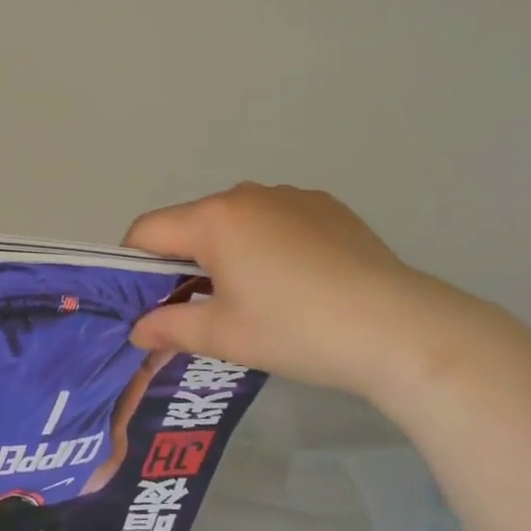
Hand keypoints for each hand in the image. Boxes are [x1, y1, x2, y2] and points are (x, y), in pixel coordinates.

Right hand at [123, 183, 526, 402]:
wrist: (397, 328)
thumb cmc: (296, 330)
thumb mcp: (225, 336)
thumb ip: (170, 328)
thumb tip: (137, 330)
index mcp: (214, 219)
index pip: (148, 230)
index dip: (133, 265)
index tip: (145, 301)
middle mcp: (247, 194)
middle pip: (192, 224)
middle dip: (184, 261)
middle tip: (199, 309)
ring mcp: (291, 196)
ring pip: (236, 221)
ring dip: (228, 252)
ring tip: (257, 298)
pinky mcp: (327, 207)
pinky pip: (277, 220)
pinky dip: (270, 245)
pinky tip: (299, 283)